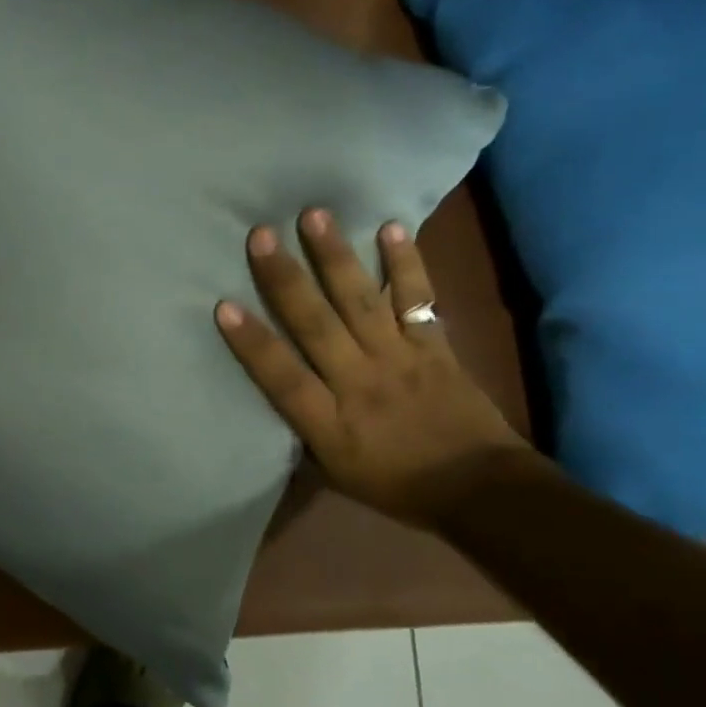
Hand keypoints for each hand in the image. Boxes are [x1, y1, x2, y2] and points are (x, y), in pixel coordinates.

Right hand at [216, 209, 535, 527]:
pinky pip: (417, 299)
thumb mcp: (336, 473)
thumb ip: (303, 432)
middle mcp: (360, 382)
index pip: (282, 378)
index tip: (223, 306)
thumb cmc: (397, 484)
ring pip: (361, 301)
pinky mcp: (434, 345)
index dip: (252, 343)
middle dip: (286, 280)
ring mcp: (400, 359)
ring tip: (314, 215)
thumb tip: (271, 398)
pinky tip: (389, 228)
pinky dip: (405, 263)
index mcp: (330, 422)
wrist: (482, 491)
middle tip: (261, 235)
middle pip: (316, 326)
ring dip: (335, 257)